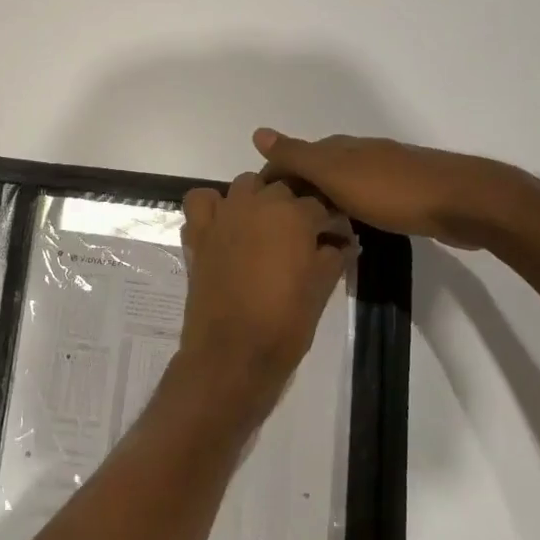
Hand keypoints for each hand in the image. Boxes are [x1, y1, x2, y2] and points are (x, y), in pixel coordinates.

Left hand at [171, 173, 352, 424]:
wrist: (233, 353)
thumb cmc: (285, 323)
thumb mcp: (321, 289)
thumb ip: (333, 257)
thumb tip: (341, 243)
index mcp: (293, 215)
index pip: (319, 205)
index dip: (330, 222)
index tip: (336, 238)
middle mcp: (257, 204)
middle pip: (282, 189)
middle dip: (295, 208)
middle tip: (303, 237)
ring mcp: (223, 215)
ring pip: (245, 186)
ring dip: (258, 199)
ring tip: (266, 228)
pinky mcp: (198, 232)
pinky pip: (202, 201)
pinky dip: (213, 206)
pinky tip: (225, 225)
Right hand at [253, 128, 539, 250]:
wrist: (466, 203)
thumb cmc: (394, 191)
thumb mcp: (337, 174)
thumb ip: (298, 156)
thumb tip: (258, 132)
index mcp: (341, 148)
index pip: (295, 156)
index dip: (276, 175)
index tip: (261, 205)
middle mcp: (362, 153)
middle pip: (319, 167)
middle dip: (299, 187)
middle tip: (282, 220)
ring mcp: (387, 172)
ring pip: (343, 183)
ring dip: (325, 198)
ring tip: (310, 226)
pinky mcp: (409, 193)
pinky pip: (366, 197)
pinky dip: (350, 208)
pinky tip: (352, 226)